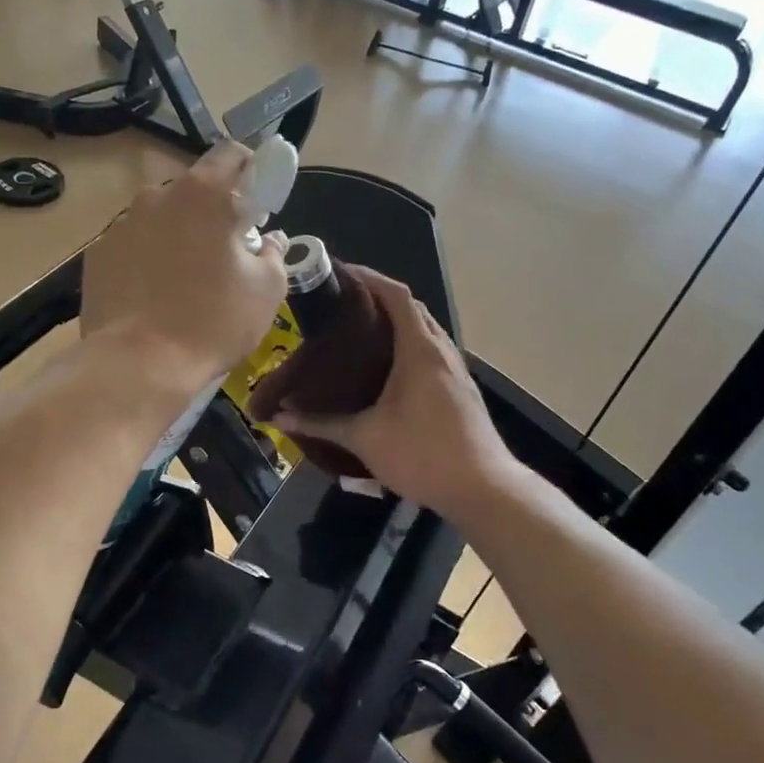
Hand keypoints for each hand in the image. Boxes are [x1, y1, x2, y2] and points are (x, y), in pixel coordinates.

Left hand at [82, 142, 289, 403]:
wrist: (137, 365)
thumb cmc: (212, 322)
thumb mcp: (266, 290)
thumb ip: (274, 253)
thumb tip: (269, 240)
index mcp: (203, 194)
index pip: (231, 153)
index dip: (251, 171)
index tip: (257, 205)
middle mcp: (156, 196)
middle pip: (193, 189)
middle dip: (213, 212)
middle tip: (226, 253)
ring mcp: (121, 225)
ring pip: (161, 218)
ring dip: (179, 236)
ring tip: (186, 281)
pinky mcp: (97, 255)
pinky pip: (133, 246)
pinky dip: (148, 259)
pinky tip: (154, 297)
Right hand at [268, 272, 522, 521]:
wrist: (484, 488)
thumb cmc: (423, 454)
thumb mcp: (365, 438)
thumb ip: (321, 424)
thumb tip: (279, 416)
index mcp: (420, 349)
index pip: (397, 295)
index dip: (370, 278)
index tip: (342, 274)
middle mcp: (441, 350)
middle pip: (412, 308)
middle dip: (380, 298)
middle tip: (343, 305)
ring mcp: (456, 369)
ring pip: (425, 331)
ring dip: (397, 322)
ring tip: (360, 332)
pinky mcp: (461, 388)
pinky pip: (432, 350)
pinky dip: (409, 345)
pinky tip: (388, 368)